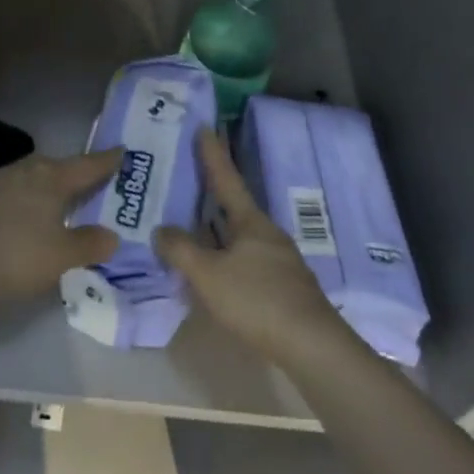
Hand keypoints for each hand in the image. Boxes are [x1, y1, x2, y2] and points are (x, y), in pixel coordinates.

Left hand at [0, 150, 123, 307]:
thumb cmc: (12, 253)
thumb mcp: (60, 257)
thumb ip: (89, 245)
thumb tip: (113, 234)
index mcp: (52, 179)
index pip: (87, 166)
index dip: (107, 161)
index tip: (122, 151)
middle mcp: (24, 172)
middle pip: (54, 166)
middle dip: (71, 172)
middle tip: (86, 179)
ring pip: (27, 178)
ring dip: (42, 187)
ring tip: (52, 199)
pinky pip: (5, 194)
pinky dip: (18, 202)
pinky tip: (15, 218)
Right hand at [156, 131, 343, 364]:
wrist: (313, 346)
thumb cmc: (258, 300)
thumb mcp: (209, 275)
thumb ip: (181, 251)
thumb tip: (161, 229)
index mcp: (251, 221)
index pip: (227, 178)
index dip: (213, 154)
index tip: (205, 126)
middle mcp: (266, 233)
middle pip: (234, 206)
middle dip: (212, 194)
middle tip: (189, 178)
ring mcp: (278, 260)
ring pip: (240, 236)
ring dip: (217, 229)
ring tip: (193, 226)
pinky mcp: (283, 286)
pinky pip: (246, 259)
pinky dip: (226, 255)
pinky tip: (215, 269)